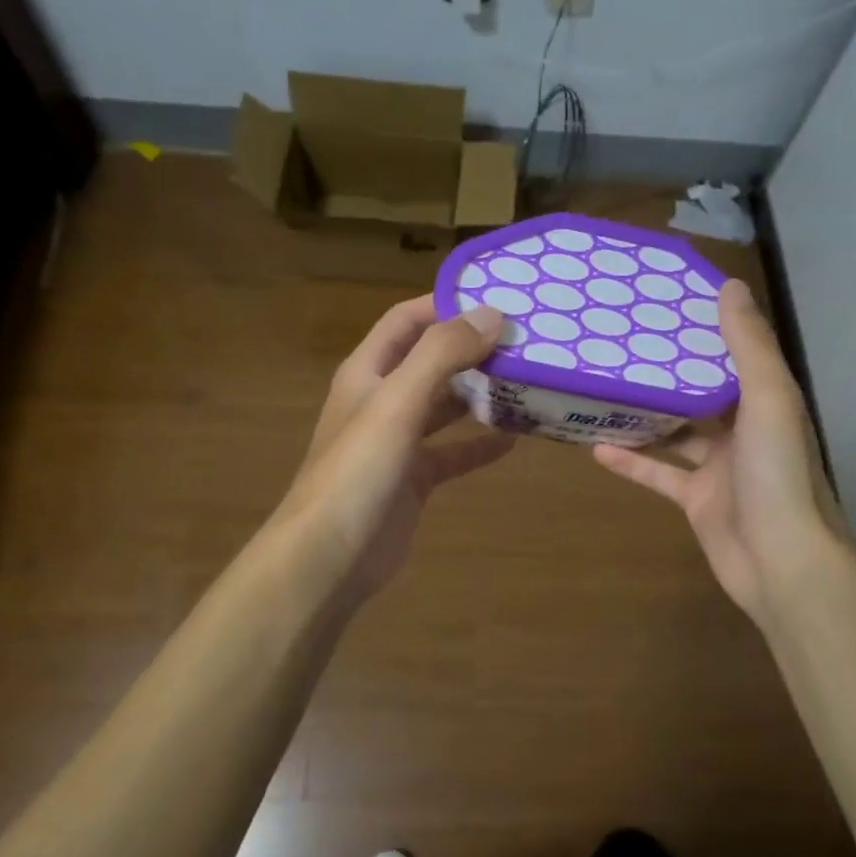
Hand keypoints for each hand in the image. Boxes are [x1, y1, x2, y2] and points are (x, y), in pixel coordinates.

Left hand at [275, 294, 514, 603]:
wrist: (328, 557)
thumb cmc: (358, 471)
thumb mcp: (398, 402)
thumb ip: (442, 354)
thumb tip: (493, 314)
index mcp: (368, 372)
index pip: (406, 320)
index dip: (445, 304)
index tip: (497, 298)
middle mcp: (381, 399)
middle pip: (430, 361)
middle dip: (471, 349)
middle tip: (524, 341)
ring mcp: (397, 441)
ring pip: (444, 406)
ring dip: (479, 394)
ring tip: (527, 382)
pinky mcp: (413, 479)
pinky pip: (452, 453)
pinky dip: (479, 445)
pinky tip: (514, 440)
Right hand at [593, 278, 844, 628]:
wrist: (782, 561)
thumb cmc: (777, 473)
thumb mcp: (768, 399)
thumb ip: (748, 345)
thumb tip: (729, 286)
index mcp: (766, 401)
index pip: (735, 354)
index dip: (708, 328)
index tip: (669, 303)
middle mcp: (745, 429)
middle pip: (702, 392)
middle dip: (669, 370)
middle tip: (626, 341)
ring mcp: (719, 467)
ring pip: (678, 432)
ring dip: (646, 414)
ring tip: (605, 386)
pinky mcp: (696, 499)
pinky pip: (660, 473)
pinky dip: (632, 462)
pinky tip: (596, 446)